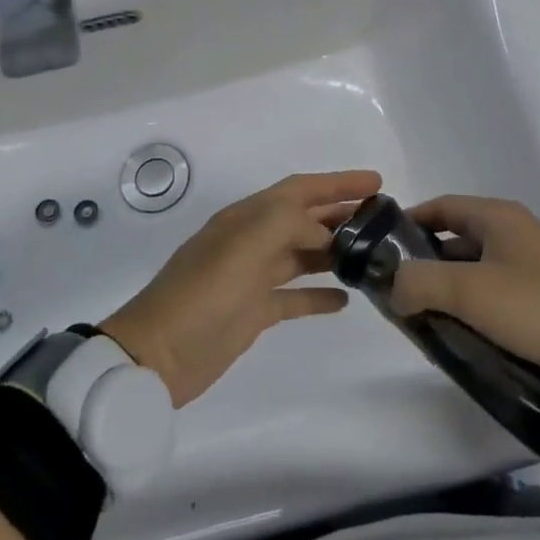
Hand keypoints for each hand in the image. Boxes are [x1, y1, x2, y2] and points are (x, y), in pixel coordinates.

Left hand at [101, 170, 379, 405]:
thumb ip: (288, 223)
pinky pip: (294, 296)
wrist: (157, 356)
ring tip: (372, 253)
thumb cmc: (203, 294)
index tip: (376, 183)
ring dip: (334, 250)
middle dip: (340, 212)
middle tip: (382, 218)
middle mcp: (251, 240)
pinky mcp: (254, 311)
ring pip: (301, 254)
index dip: (337, 182)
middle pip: (303, 218)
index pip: (300, 189)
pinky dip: (318, 294)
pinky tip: (346, 299)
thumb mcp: (245, 245)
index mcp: (247, 217)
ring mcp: (252, 277)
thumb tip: (322, 231)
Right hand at [389, 196, 539, 404]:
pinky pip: (491, 302)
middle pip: (452, 242)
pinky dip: (470, 315)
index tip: (378, 252)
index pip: (440, 207)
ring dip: (445, 296)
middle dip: (422, 268)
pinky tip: (454, 340)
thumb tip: (392, 287)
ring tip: (417, 324)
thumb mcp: (472, 291)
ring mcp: (527, 271)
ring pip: (470, 276)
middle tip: (393, 298)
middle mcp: (511, 236)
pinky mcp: (538, 305)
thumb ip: (420, 282)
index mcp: (497, 218)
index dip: (407, 224)